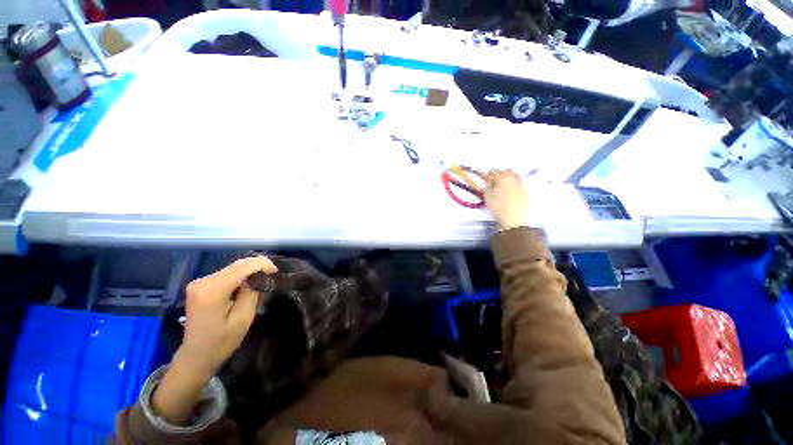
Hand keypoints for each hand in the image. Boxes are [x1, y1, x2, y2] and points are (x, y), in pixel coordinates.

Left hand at [179, 255, 277, 374]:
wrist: (195, 357)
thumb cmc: (221, 342)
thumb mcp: (243, 319)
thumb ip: (252, 293)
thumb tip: (258, 277)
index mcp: (212, 290)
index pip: (243, 266)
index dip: (263, 264)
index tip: (276, 272)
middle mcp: (203, 281)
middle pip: (237, 265)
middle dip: (257, 267)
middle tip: (271, 276)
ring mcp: (199, 282)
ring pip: (233, 268)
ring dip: (249, 272)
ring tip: (261, 283)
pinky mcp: (200, 285)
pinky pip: (226, 274)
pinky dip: (240, 276)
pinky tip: (246, 286)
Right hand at [485, 170, 528, 229]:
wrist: (516, 220)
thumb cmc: (499, 208)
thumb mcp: (487, 197)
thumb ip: (488, 187)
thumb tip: (490, 182)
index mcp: (503, 177)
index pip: (494, 171)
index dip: (489, 176)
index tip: (487, 181)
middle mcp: (515, 178)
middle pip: (506, 172)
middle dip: (500, 176)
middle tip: (495, 183)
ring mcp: (523, 184)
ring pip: (514, 178)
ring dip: (509, 181)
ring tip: (504, 189)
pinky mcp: (528, 191)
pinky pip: (520, 185)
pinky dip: (515, 186)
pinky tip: (512, 194)